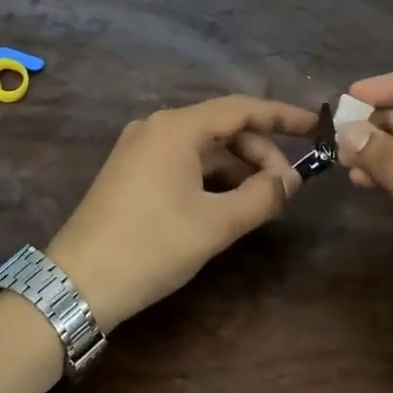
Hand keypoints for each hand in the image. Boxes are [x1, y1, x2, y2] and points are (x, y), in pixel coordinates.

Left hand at [48, 96, 319, 330]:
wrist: (76, 284)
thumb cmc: (151, 246)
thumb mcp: (215, 224)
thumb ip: (261, 196)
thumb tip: (292, 180)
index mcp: (176, 127)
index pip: (242, 108)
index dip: (283, 116)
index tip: (316, 127)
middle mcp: (157, 127)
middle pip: (223, 127)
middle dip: (260, 153)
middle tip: (287, 188)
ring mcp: (140, 148)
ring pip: (204, 147)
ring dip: (237, 168)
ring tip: (262, 200)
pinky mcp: (131, 171)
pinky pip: (183, 161)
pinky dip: (212, 177)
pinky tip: (228, 203)